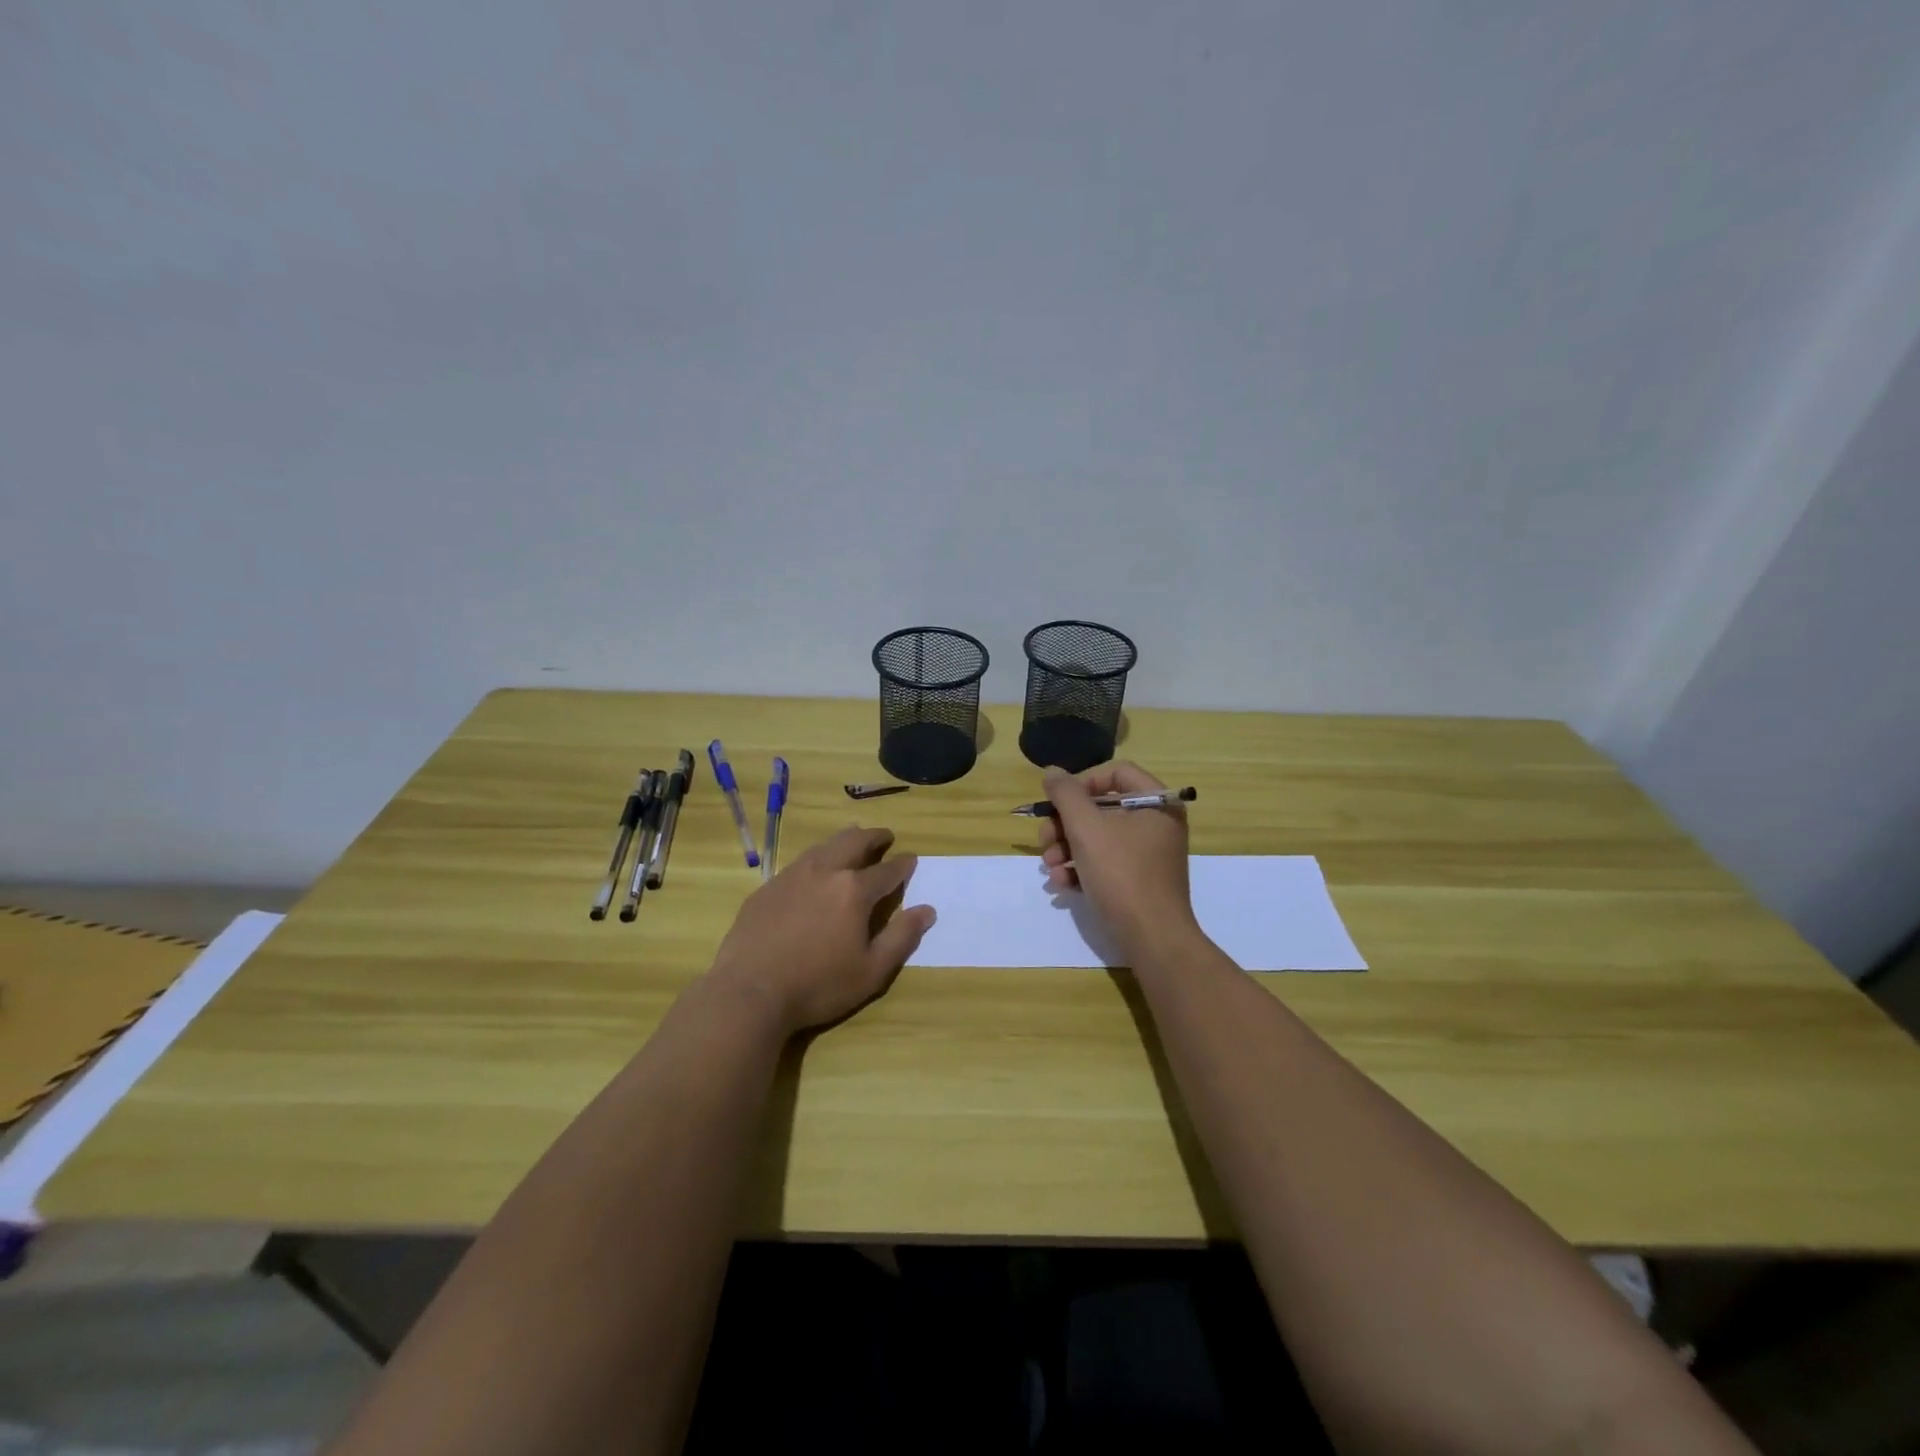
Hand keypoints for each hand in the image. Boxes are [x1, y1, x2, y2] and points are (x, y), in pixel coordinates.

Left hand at [707, 825, 934, 1035]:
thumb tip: (927, 910)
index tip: (911, 859)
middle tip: (884, 837)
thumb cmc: (817, 986)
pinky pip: (799, 863)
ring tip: (852, 841)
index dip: (903, 864)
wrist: (749, 992)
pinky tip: (813, 872)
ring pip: (824, 846)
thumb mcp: (871, 971)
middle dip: (874, 836)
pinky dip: (817, 858)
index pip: (887, 870)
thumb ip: (901, 937)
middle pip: (854, 841)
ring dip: (844, 840)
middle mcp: (825, 872)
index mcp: (854, 891)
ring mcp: (792, 876)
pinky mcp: (767, 887)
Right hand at [1038, 762, 1195, 951]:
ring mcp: (1149, 855)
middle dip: (1065, 824)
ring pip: (1098, 837)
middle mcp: (1157, 824)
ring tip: (1048, 867)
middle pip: (1102, 808)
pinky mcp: (1139, 881)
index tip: (1058, 803)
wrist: (1152, 938)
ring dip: (1066, 849)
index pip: (1116, 772)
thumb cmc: (1122, 873)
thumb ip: (1066, 794)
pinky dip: (1081, 869)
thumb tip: (1052, 772)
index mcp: (1157, 802)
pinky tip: (1062, 884)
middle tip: (1044, 840)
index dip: (1082, 783)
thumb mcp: (1086, 828)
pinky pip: (1106, 863)